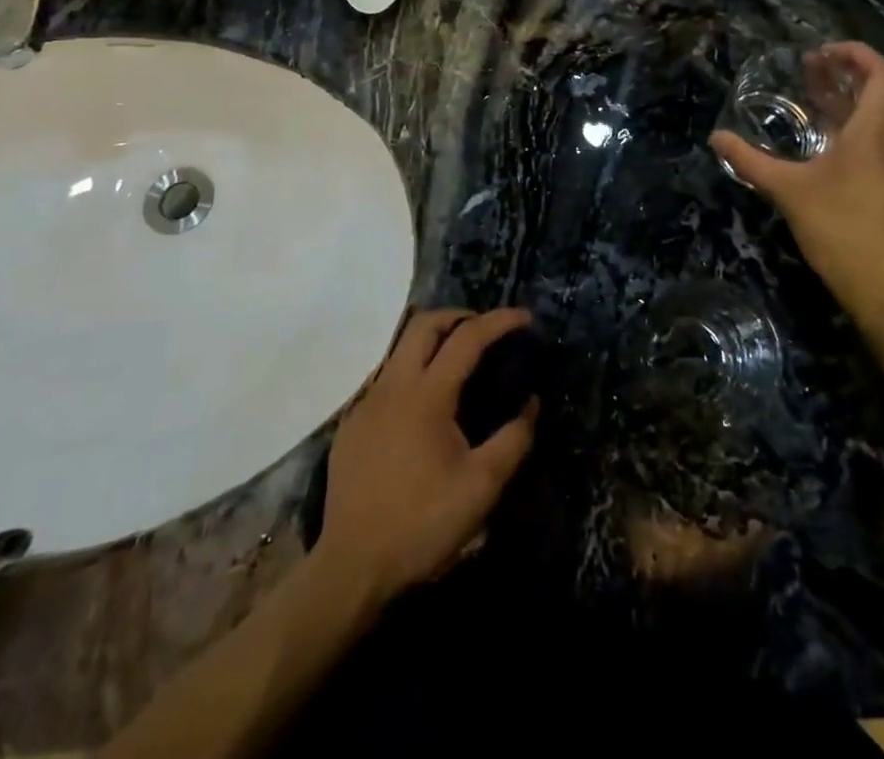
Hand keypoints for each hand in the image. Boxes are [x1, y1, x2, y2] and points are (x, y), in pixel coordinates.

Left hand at [316, 307, 537, 604]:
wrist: (352, 567)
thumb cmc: (422, 524)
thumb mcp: (482, 488)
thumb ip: (513, 439)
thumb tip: (531, 403)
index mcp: (427, 395)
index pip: (467, 338)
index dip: (499, 321)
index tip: (525, 317)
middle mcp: (393, 385)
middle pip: (424, 323)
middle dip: (459, 316)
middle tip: (486, 331)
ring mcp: (366, 401)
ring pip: (400, 347)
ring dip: (433, 340)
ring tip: (459, 360)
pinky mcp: (352, 423)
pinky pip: (385, 377)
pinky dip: (412, 370)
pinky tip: (424, 404)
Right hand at [709, 43, 883, 320]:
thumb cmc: (838, 228)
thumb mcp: (787, 190)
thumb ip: (750, 161)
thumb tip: (716, 139)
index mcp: (874, 132)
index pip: (882, 73)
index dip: (856, 54)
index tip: (822, 53)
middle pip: (879, 93)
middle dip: (844, 76)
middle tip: (809, 70)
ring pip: (880, 121)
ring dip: (849, 105)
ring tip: (814, 105)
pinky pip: (881, 146)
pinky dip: (856, 133)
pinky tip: (829, 150)